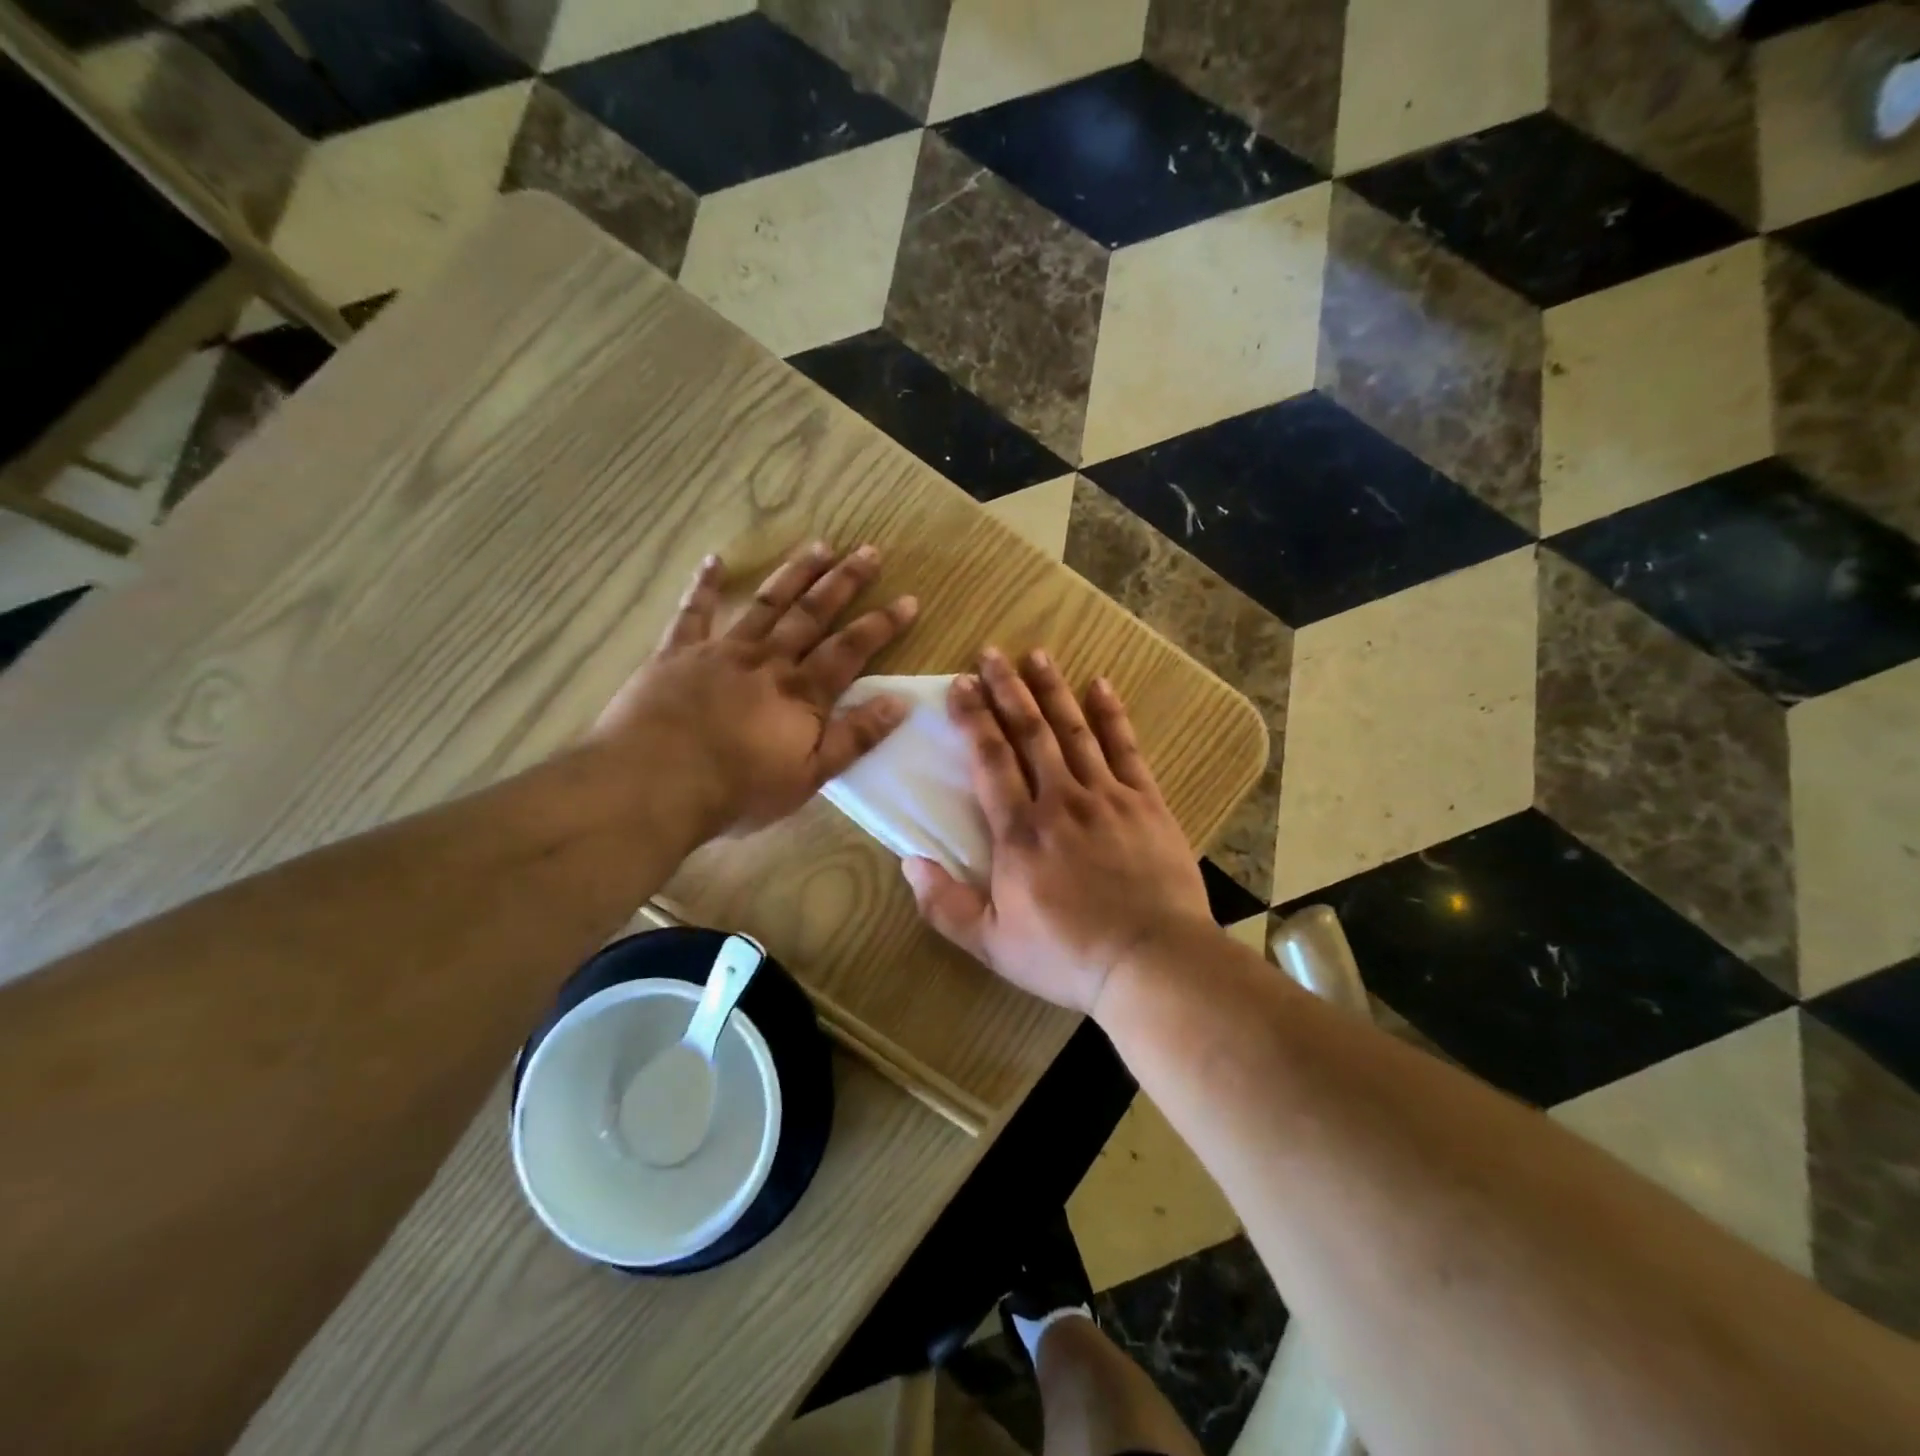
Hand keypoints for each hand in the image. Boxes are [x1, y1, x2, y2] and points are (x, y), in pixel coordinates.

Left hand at [588, 542, 917, 838]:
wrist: (654, 784)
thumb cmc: (737, 790)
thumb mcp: (809, 776)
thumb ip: (854, 737)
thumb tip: (901, 702)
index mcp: (801, 693)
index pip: (851, 650)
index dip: (881, 625)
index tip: (908, 600)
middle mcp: (768, 661)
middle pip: (813, 614)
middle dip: (844, 582)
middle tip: (869, 551)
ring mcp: (721, 651)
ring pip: (766, 604)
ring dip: (794, 574)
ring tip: (819, 546)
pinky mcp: (677, 653)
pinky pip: (693, 612)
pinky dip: (705, 585)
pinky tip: (714, 560)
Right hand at [901, 648, 1212, 1015]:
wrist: (1152, 961)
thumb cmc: (1066, 955)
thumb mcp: (991, 944)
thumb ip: (944, 904)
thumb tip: (909, 861)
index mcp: (1019, 832)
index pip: (990, 760)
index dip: (974, 718)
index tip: (960, 684)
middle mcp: (1060, 801)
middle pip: (1030, 732)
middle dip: (1008, 689)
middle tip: (991, 653)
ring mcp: (1107, 797)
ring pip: (1074, 730)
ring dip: (1053, 690)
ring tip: (1036, 655)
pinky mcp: (1146, 803)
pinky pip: (1126, 748)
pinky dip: (1111, 715)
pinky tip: (1101, 685)